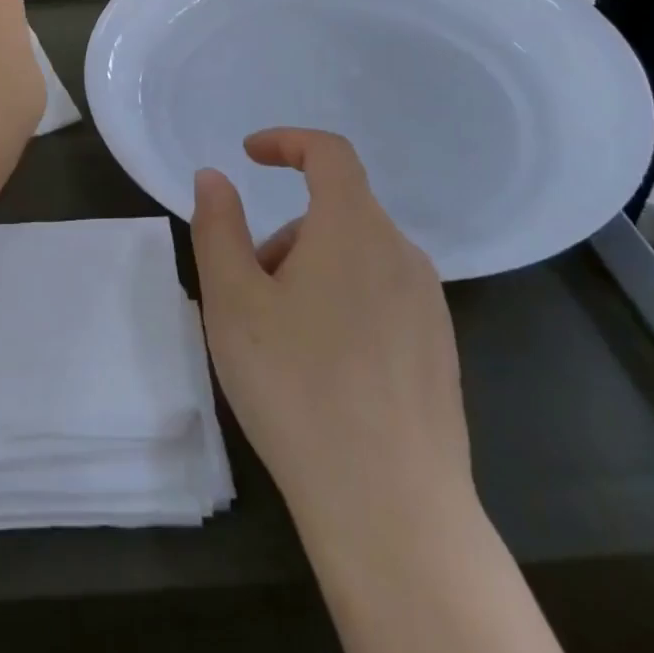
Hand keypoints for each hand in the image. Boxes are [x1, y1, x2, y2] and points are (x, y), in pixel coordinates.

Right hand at [192, 129, 473, 531]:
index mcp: (354, 229)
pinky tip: (322, 373)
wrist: (392, 510)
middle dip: (283, 238)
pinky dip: (341, 305)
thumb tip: (214, 177)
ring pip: (354, 259)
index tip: (249, 156)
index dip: (287, 142)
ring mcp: (429, 305)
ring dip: (309, 274)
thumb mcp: (233, 300)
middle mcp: (401, 254)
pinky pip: (379, 297)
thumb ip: (218, 226)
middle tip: (247, 296)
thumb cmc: (297, 387)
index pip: (329, 153)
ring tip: (279, 343)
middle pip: (334, 214)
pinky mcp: (439, 350)